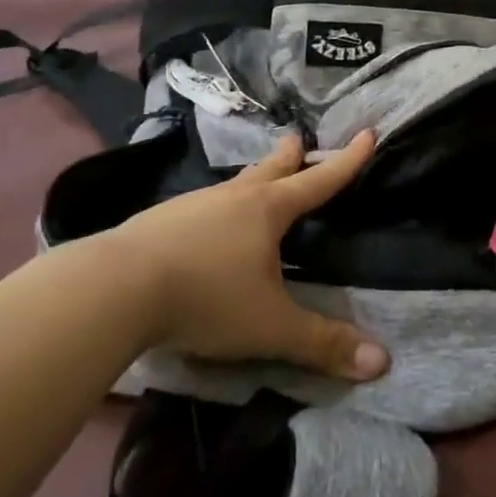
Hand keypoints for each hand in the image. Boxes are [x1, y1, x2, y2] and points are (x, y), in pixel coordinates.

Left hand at [108, 131, 389, 381]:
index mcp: (267, 211)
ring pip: (231, 187)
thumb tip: (382, 363)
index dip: (346, 161)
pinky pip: (198, 208)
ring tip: (254, 182)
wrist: (113, 289)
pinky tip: (202, 227)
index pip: (318, 182)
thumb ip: (323, 344)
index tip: (367, 133)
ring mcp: (190, 206)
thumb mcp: (270, 327)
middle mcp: (232, 198)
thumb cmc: (206, 298)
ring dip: (249, 180)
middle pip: (269, 170)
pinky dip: (213, 209)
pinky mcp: (157, 223)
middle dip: (289, 157)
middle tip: (297, 139)